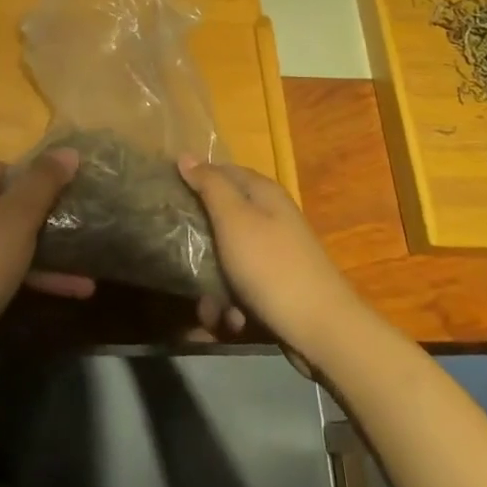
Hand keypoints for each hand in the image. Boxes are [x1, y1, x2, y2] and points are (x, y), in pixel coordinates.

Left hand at [0, 151, 88, 341]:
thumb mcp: (19, 216)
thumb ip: (44, 181)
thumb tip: (68, 150)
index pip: (6, 167)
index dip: (36, 178)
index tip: (64, 195)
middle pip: (7, 205)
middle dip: (46, 221)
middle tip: (78, 232)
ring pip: (7, 240)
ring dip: (45, 255)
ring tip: (85, 275)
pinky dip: (27, 275)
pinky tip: (63, 292)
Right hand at [180, 157, 367, 363]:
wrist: (322, 331)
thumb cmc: (271, 267)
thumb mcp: (234, 219)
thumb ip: (209, 185)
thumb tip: (185, 155)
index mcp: (263, 193)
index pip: (221, 171)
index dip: (193, 179)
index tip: (165, 196)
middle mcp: (270, 217)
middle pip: (222, 216)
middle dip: (199, 241)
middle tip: (177, 255)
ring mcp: (274, 253)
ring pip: (227, 257)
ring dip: (212, 283)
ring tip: (207, 307)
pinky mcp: (276, 286)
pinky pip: (242, 286)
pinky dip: (231, 302)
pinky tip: (230, 320)